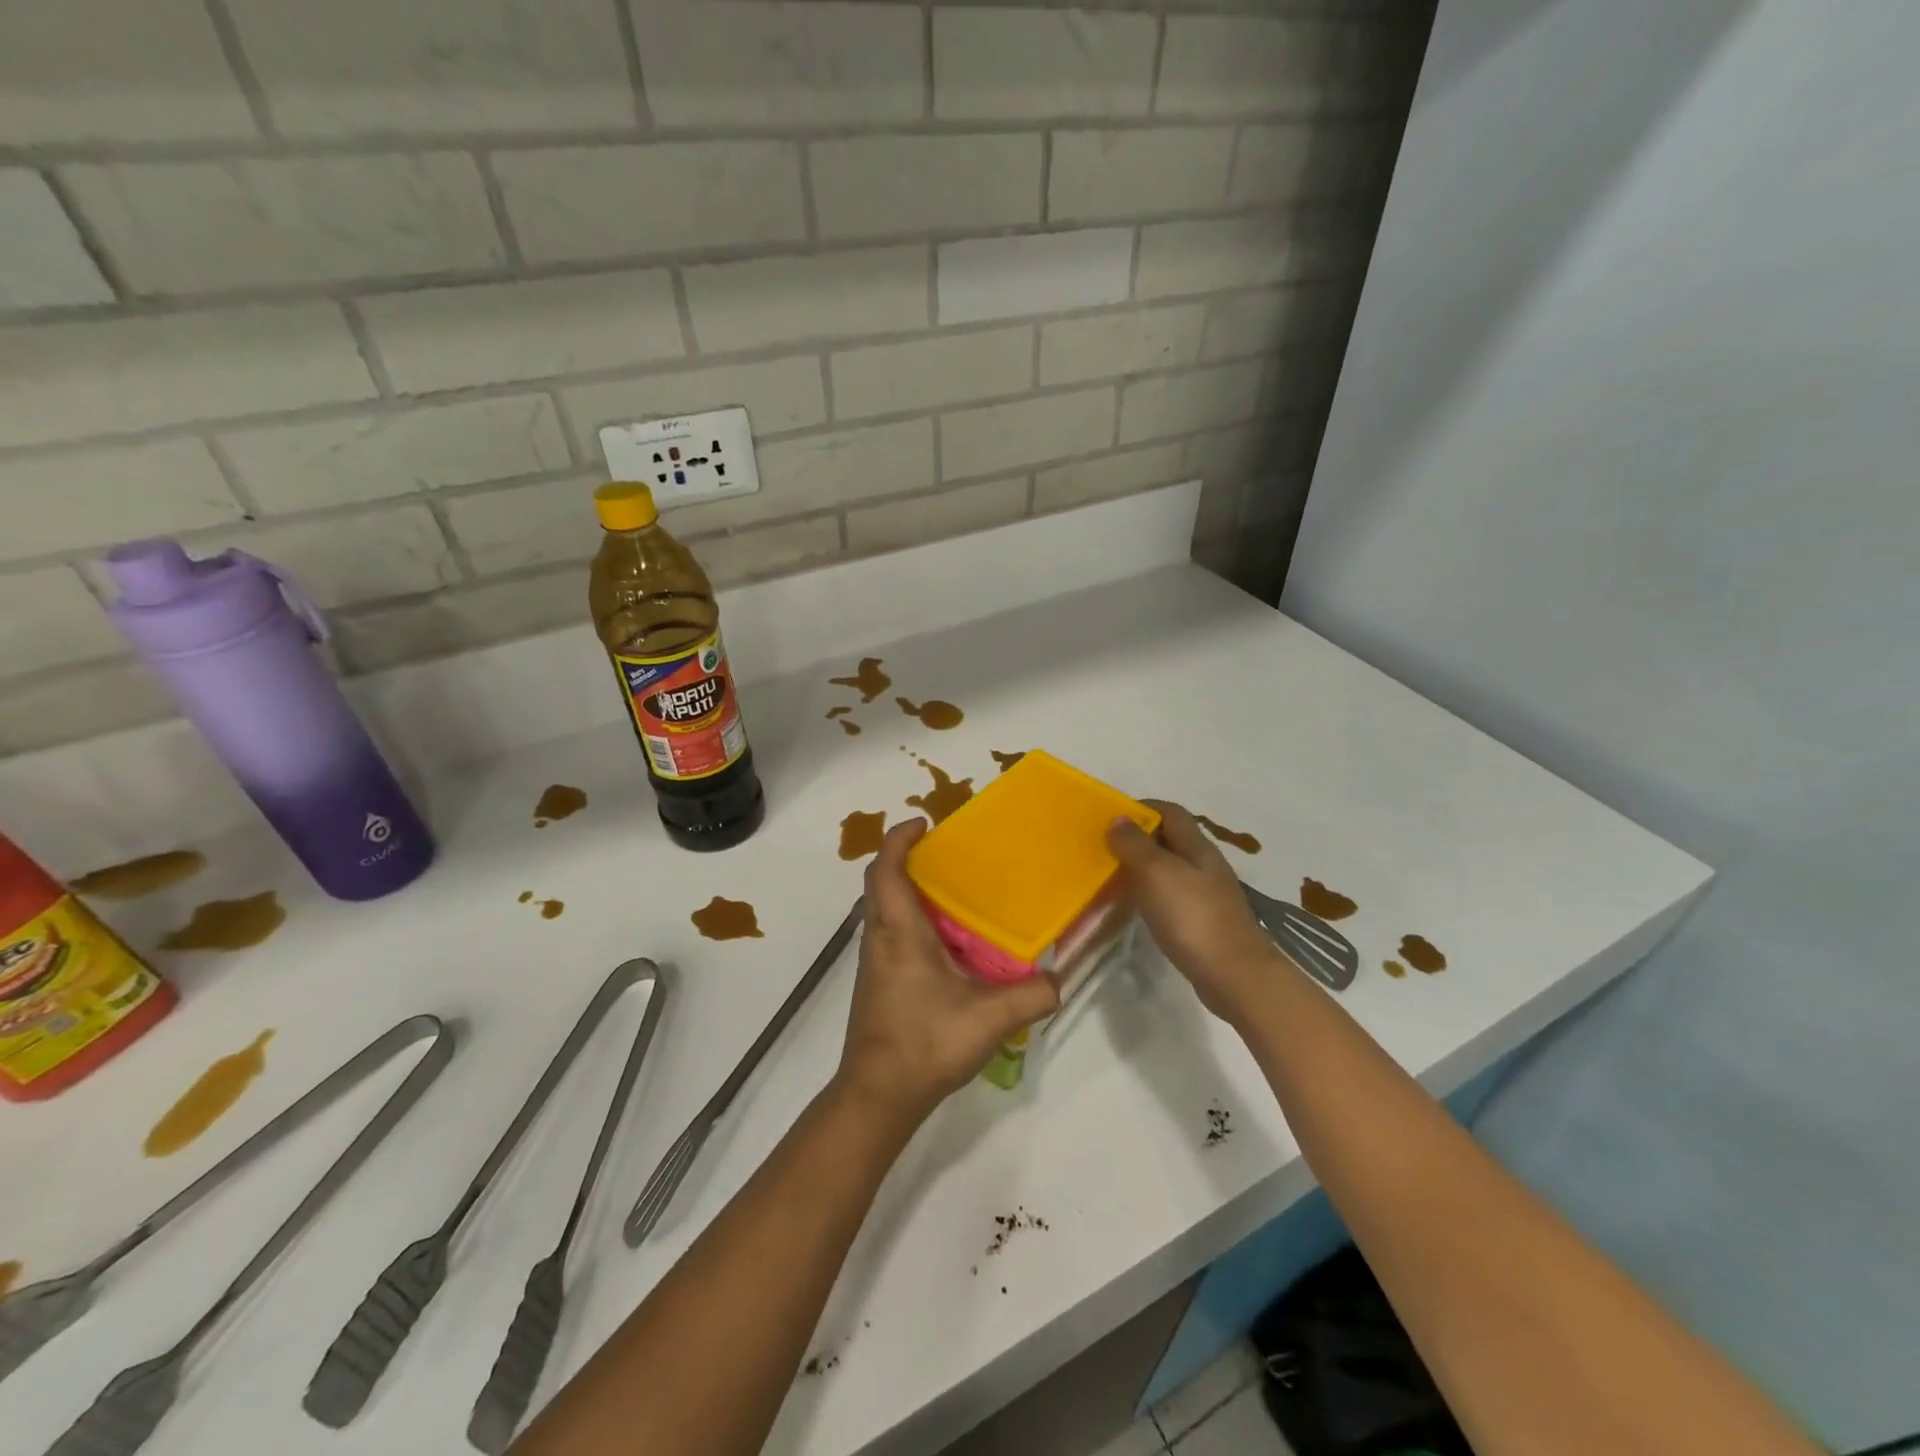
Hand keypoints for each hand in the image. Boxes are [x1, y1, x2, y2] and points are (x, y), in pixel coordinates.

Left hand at [836, 818, 1060, 1124]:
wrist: (878, 1096)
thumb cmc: (925, 1043)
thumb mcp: (990, 1018)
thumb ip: (1032, 995)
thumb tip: (1060, 980)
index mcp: (899, 932)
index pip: (886, 869)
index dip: (899, 839)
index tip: (923, 823)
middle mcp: (879, 939)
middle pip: (882, 884)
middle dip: (908, 861)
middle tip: (948, 856)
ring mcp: (874, 963)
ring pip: (885, 911)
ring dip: (910, 892)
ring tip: (954, 894)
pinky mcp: (878, 984)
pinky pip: (891, 935)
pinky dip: (913, 922)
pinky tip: (948, 945)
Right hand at [1107, 800, 1283, 1020]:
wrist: (1235, 976)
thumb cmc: (1193, 917)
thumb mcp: (1157, 873)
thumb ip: (1135, 844)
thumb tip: (1119, 819)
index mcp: (1197, 846)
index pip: (1170, 812)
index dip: (1141, 808)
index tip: (1109, 818)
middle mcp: (1204, 865)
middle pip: (1170, 840)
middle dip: (1138, 839)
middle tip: (1104, 849)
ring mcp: (1207, 895)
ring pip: (1169, 869)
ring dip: (1142, 868)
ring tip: (1112, 877)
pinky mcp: (1203, 923)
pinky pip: (1171, 897)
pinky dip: (1150, 895)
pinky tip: (1136, 908)